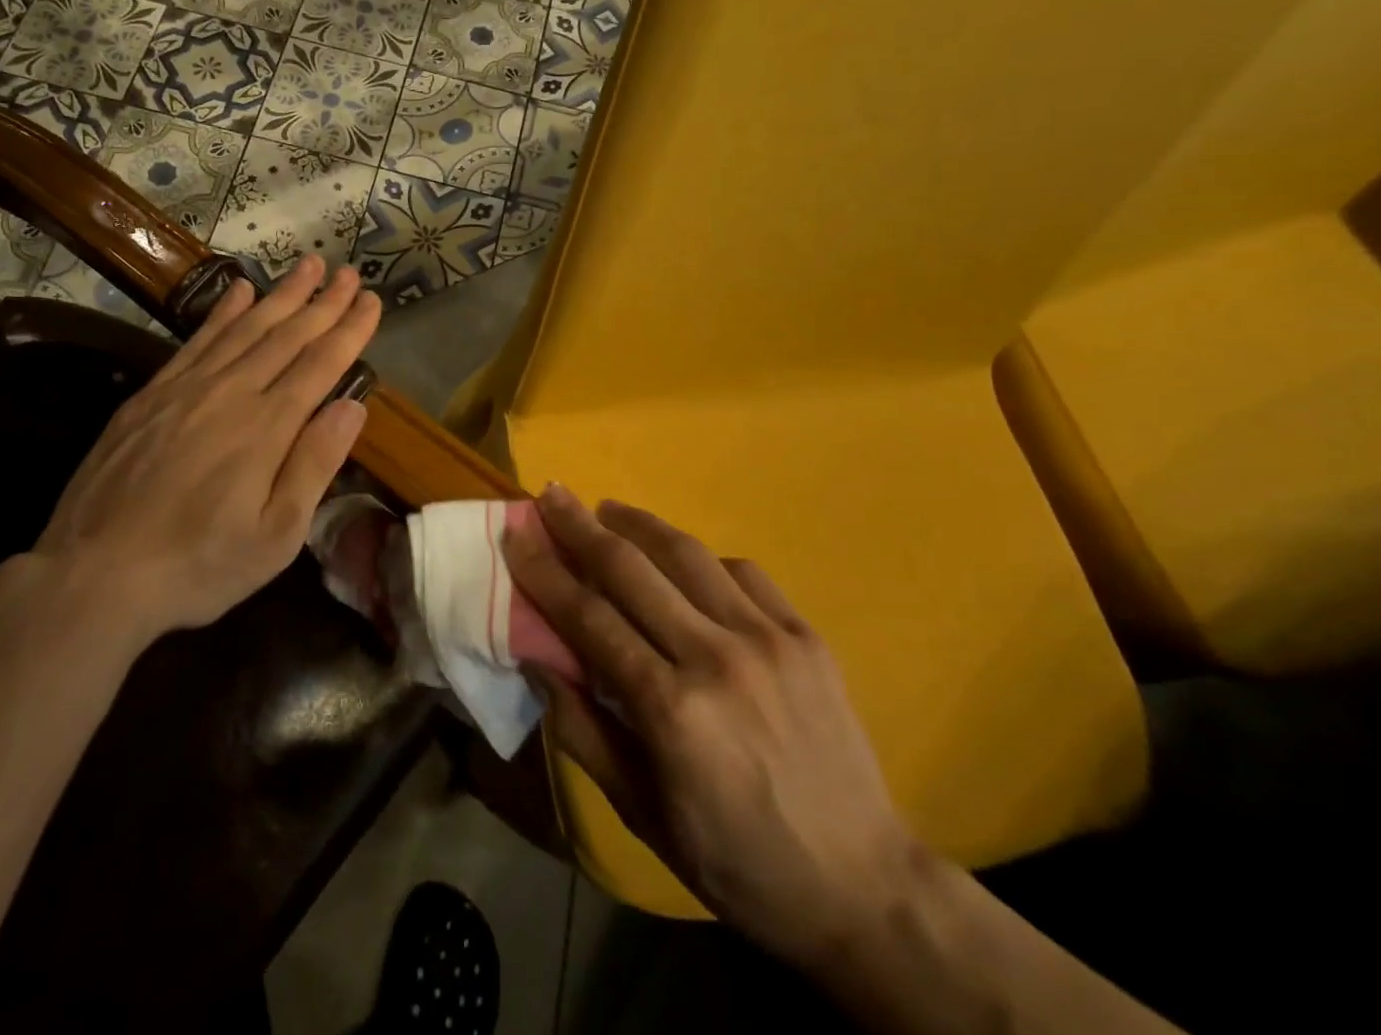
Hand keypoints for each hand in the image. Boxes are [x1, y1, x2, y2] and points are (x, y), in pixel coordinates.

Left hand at [32, 255, 378, 639]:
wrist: (95, 573)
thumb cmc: (199, 565)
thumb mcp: (275, 536)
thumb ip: (314, 465)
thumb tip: (353, 406)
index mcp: (267, 427)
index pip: (320, 364)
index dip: (349, 329)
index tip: (372, 300)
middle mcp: (231, 393)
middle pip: (287, 336)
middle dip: (323, 301)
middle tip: (348, 271)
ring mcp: (187, 388)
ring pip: (245, 328)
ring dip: (280, 294)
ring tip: (307, 265)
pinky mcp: (152, 394)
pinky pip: (197, 340)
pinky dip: (222, 311)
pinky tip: (239, 290)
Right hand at [506, 485, 921, 969]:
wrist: (864, 887)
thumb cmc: (736, 860)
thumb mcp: (642, 813)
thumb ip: (583, 730)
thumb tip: (537, 660)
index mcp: (670, 709)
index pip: (589, 617)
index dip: (544, 572)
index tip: (516, 533)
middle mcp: (716, 657)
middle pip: (631, 569)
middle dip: (581, 526)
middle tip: (552, 493)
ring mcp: (768, 639)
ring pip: (687, 555)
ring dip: (639, 523)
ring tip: (607, 508)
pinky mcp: (805, 635)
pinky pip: (742, 572)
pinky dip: (702, 558)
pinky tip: (683, 561)